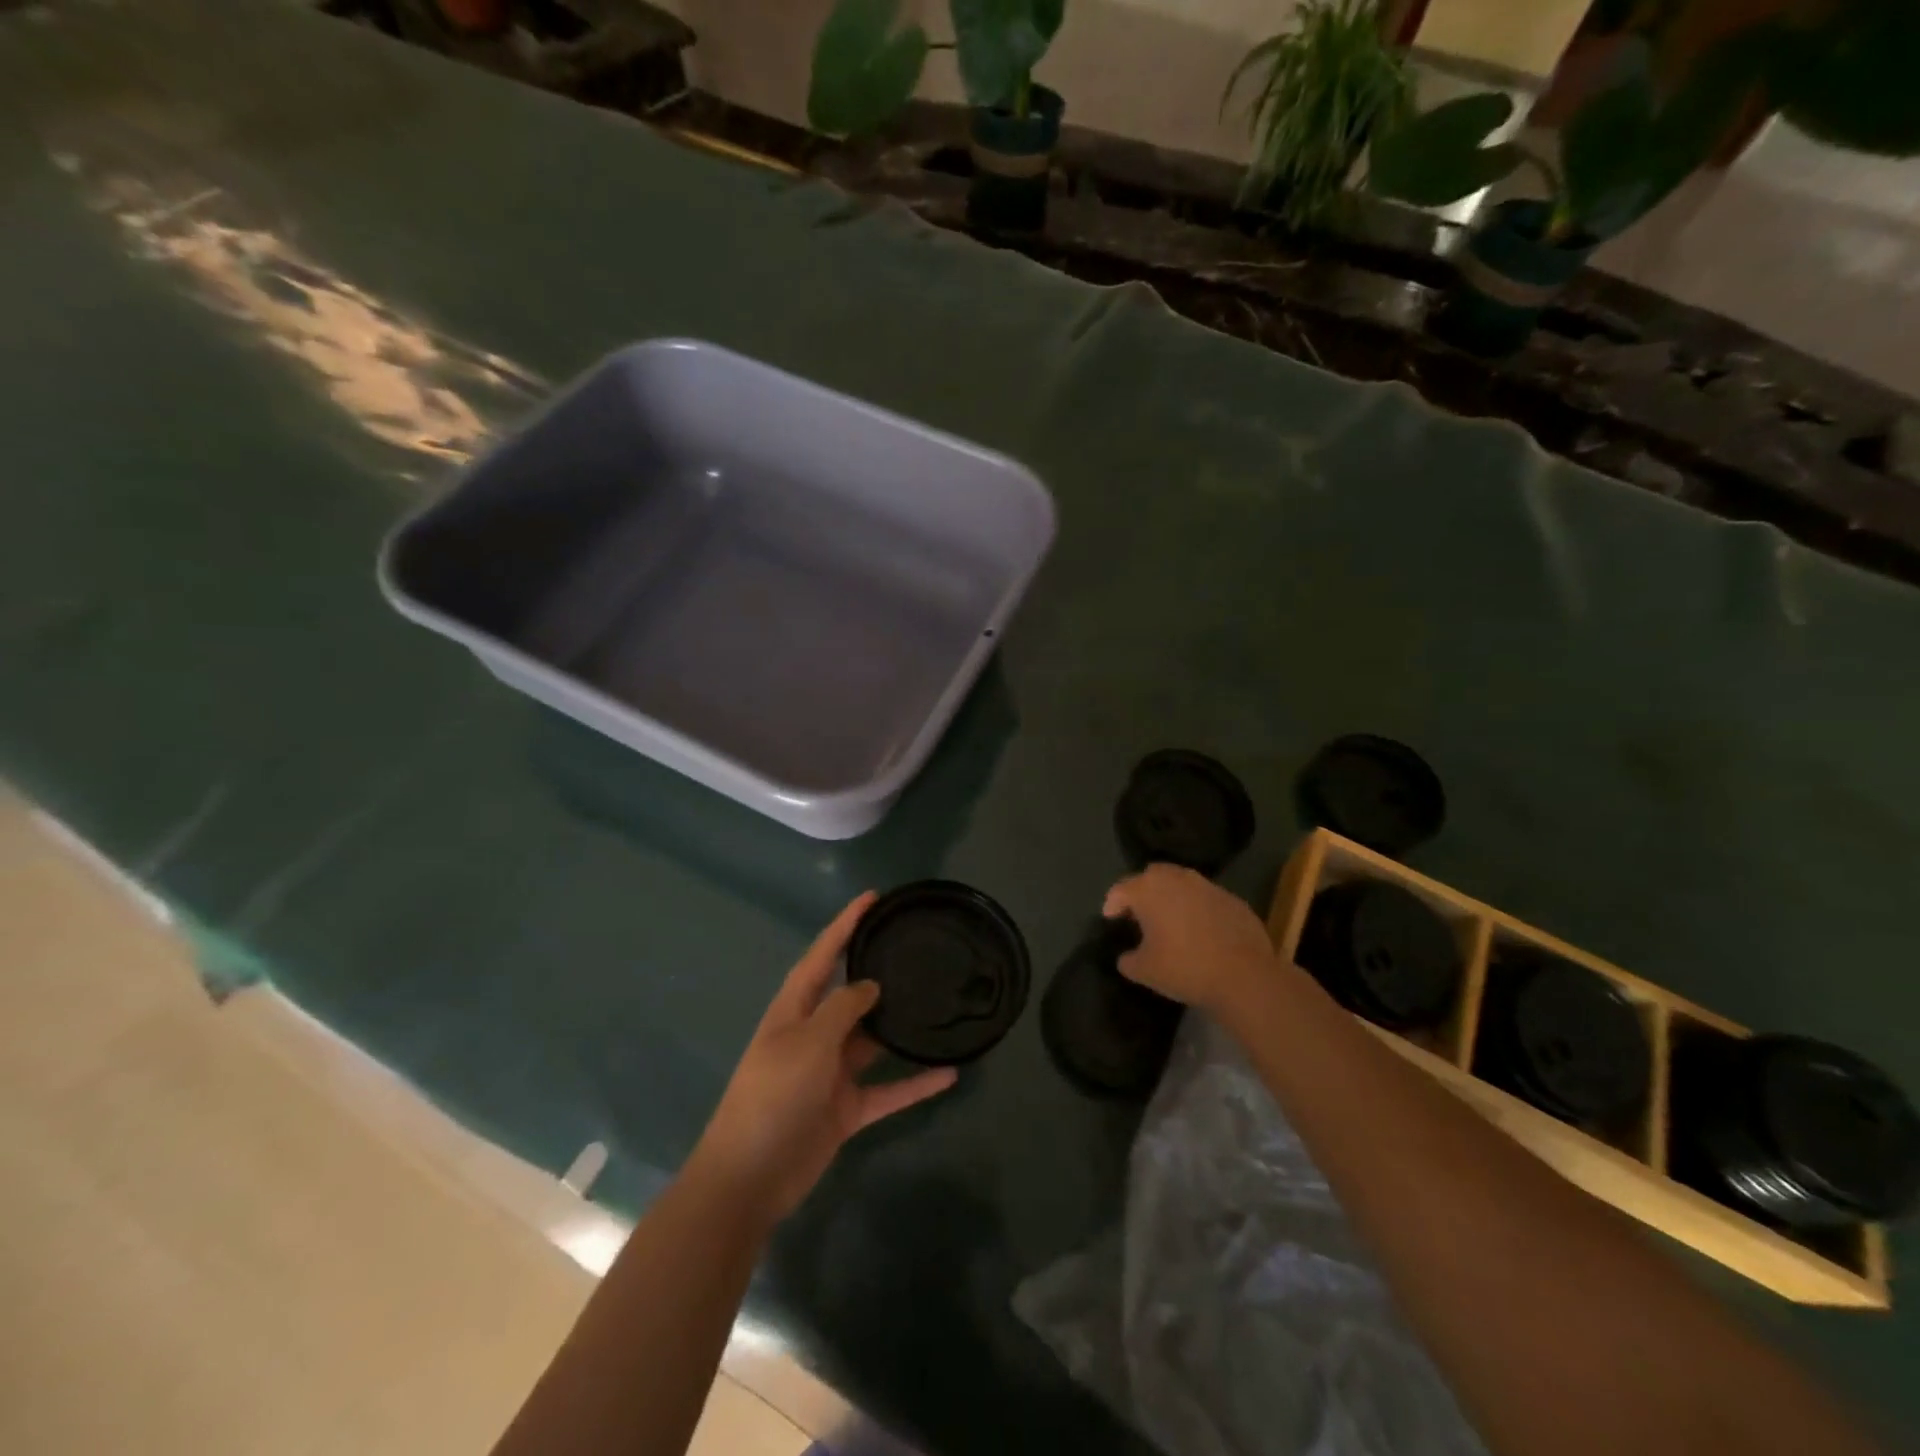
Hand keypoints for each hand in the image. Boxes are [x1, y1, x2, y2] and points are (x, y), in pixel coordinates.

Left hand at [689, 893, 957, 1224]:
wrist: (749, 1179)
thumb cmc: (772, 1096)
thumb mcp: (808, 1042)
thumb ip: (842, 1009)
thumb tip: (870, 985)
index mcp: (794, 1011)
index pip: (821, 956)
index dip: (844, 925)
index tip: (872, 898)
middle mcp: (813, 1035)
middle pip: (850, 995)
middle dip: (876, 971)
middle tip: (913, 948)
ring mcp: (830, 1073)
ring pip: (873, 1041)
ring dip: (900, 1028)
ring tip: (937, 1003)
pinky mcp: (846, 1109)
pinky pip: (887, 1090)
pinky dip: (914, 1083)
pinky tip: (949, 1073)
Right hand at [1103, 864, 1276, 1013]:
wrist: (1244, 976)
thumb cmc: (1184, 968)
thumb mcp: (1143, 971)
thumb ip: (1128, 959)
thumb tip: (1127, 956)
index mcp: (1149, 890)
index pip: (1121, 889)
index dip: (1112, 903)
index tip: (1110, 918)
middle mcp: (1177, 879)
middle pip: (1152, 876)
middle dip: (1142, 891)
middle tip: (1139, 914)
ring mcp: (1208, 886)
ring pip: (1182, 883)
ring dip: (1172, 896)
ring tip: (1170, 919)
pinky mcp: (1233, 899)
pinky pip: (1206, 898)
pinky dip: (1197, 908)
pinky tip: (1200, 930)